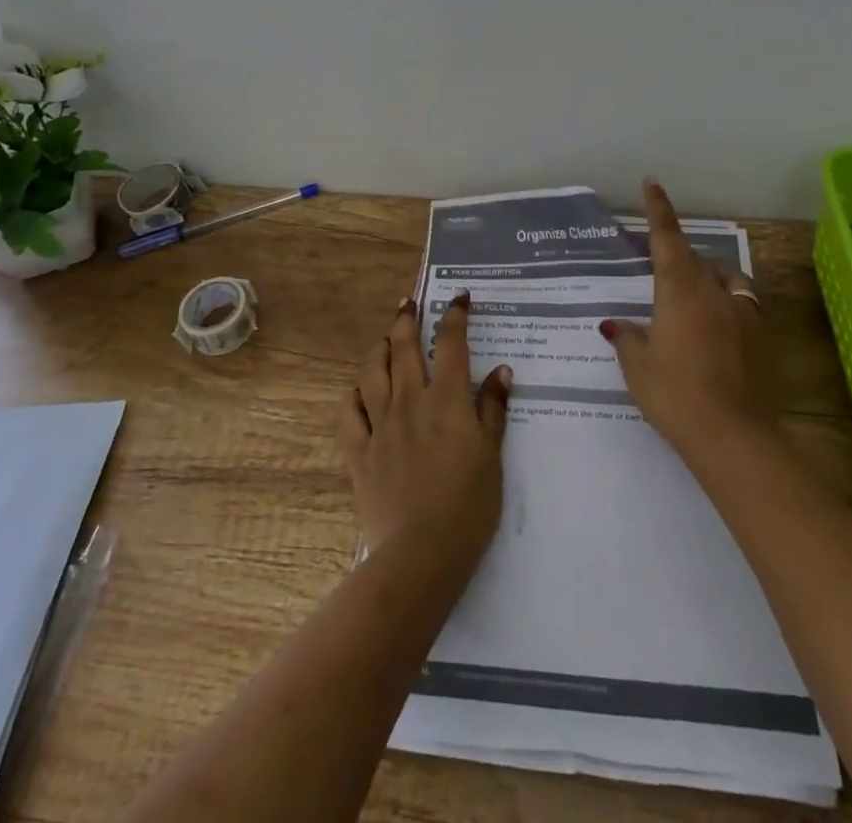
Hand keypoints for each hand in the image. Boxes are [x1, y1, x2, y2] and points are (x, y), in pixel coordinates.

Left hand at [339, 292, 511, 569]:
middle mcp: (409, 401)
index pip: (451, 344)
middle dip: (407, 319)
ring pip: (372, 371)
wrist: (421, 553)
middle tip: (409, 303)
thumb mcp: (492, 456)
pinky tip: (359, 391)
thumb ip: (493, 410)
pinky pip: (349, 413)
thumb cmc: (468, 505)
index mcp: (446, 401)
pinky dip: (354, 395)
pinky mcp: (358, 451)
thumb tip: (502, 371)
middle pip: (404, 347)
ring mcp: (380, 424)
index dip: (454, 315)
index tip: (458, 297)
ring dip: (379, 348)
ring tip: (385, 339)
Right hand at [602, 177, 770, 460]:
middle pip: (695, 258)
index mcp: (679, 291)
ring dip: (707, 274)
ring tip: (694, 291)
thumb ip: (627, 338)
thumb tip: (616, 324)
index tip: (653, 183)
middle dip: (677, 254)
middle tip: (659, 267)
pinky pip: (741, 303)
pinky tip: (718, 323)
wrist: (732, 434)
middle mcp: (713, 292)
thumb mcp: (638, 367)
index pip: (667, 239)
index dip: (659, 209)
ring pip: (724, 277)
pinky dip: (727, 302)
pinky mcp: (759, 336)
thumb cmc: (674, 394)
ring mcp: (741, 313)